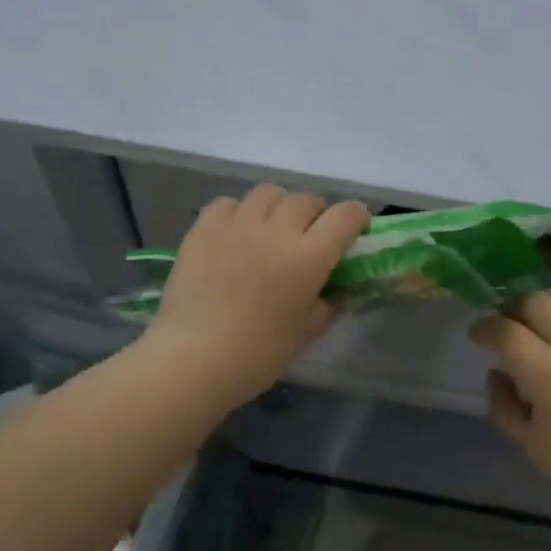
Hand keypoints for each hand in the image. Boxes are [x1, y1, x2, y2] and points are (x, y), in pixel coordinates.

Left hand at [147, 184, 369, 405]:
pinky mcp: (204, 228)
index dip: (356, 217)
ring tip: (271, 227)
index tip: (356, 228)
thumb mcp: (305, 333)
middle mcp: (278, 229)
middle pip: (306, 200)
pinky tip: (235, 233)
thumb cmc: (258, 353)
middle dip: (316, 213)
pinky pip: (228, 204)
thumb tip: (327, 292)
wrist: (194, 357)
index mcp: (311, 256)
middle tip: (310, 235)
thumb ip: (323, 305)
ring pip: (268, 193)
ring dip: (278, 207)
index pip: (345, 216)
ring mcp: (238, 224)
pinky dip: (238, 212)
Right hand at [469, 286, 550, 516]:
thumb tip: (496, 372)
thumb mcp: (528, 442)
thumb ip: (503, 403)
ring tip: (544, 316)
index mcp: (546, 373)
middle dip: (513, 310)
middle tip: (508, 326)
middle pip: (535, 302)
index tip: (478, 335)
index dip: (485, 328)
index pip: (505, 331)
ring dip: (549, 300)